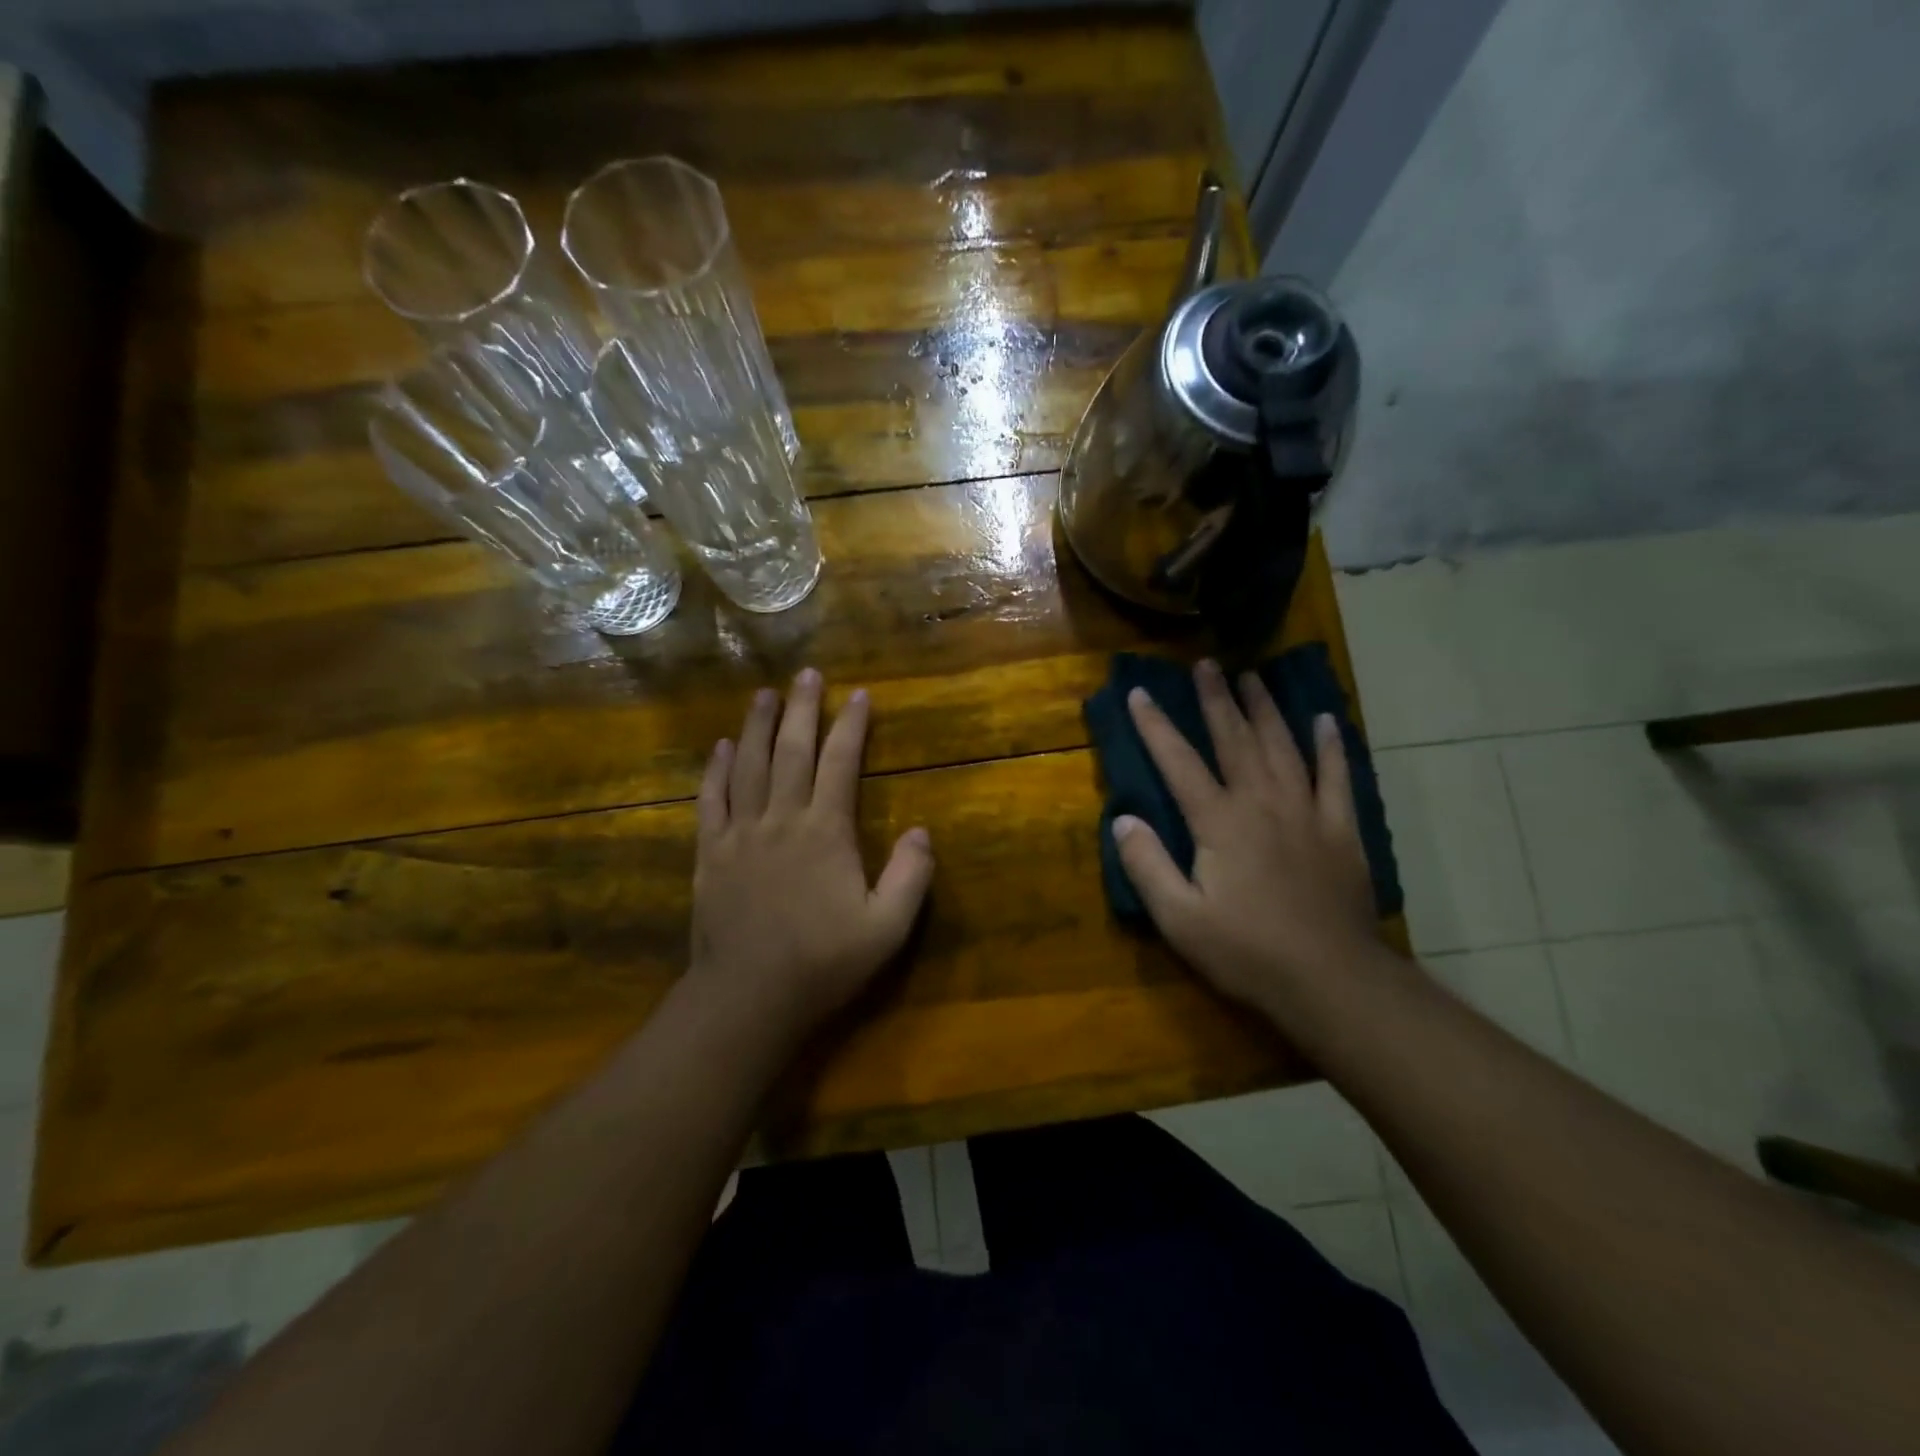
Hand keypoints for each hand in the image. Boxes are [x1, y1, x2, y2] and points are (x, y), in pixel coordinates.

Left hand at [687, 670, 933, 1031]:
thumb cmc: (822, 963)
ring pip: (748, 765)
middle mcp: (781, 820)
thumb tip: (923, 831)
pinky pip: (711, 800)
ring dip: (757, 726)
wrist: (747, 999)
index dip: (850, 726)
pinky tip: (721, 746)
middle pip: (792, 752)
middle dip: (802, 709)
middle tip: (807, 674)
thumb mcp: (886, 929)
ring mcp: (740, 834)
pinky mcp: (710, 854)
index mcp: (825, 833)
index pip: (840, 764)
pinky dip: (716, 769)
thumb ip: (910, 877)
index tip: (858, 695)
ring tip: (764, 694)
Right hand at [1112, 659, 1378, 1013]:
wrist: (1330, 980)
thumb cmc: (1246, 951)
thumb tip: (1123, 819)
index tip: (1140, 692)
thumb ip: (1147, 865)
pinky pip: (1336, 776)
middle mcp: (1262, 802)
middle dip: (1216, 700)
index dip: (1156, 726)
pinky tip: (1326, 721)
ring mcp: (1307, 812)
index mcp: (1219, 821)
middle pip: (1235, 739)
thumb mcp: (1179, 918)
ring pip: (1283, 746)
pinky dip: (1331, 746)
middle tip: (1206, 665)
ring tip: (1252, 677)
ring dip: (1265, 709)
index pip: (1179, 762)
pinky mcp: (1341, 830)